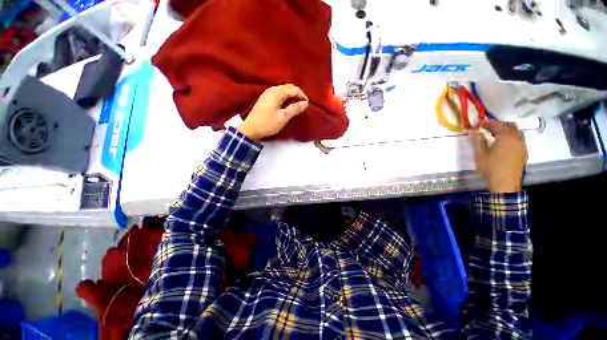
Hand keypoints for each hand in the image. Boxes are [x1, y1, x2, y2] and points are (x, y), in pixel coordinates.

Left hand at [237, 84, 308, 140]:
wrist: (251, 129)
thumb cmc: (268, 123)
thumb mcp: (283, 117)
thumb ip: (295, 109)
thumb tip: (305, 102)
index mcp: (277, 93)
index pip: (293, 89)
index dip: (302, 95)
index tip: (307, 105)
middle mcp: (272, 90)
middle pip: (288, 87)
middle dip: (297, 94)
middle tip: (302, 104)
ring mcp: (267, 93)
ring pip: (283, 90)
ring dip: (291, 95)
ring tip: (296, 105)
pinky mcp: (265, 99)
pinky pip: (278, 94)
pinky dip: (285, 97)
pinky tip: (286, 105)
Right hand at [469, 119, 527, 192]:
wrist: (505, 183)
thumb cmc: (491, 168)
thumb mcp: (480, 154)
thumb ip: (477, 140)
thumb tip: (473, 130)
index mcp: (505, 137)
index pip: (497, 124)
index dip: (487, 122)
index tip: (478, 124)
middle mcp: (516, 138)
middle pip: (509, 125)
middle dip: (498, 125)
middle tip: (486, 129)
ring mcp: (522, 145)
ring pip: (516, 132)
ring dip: (505, 131)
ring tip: (494, 136)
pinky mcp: (523, 152)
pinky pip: (519, 139)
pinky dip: (510, 138)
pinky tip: (503, 144)